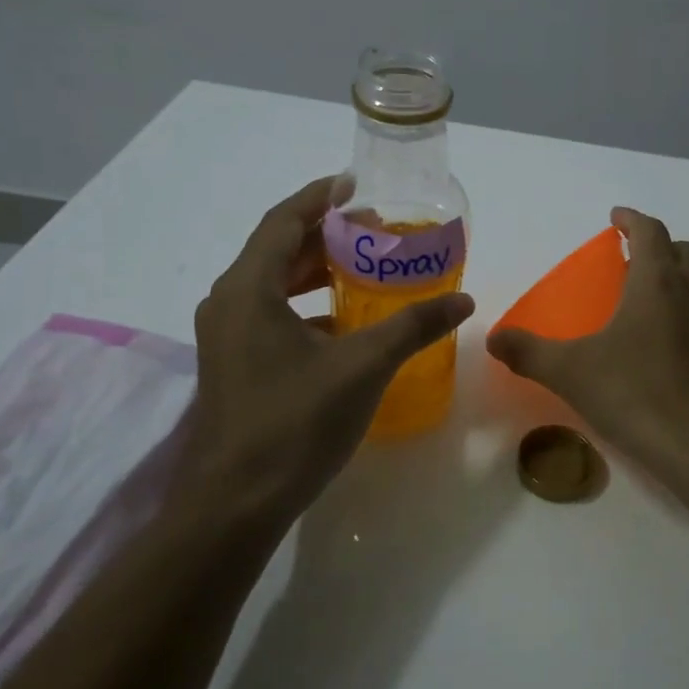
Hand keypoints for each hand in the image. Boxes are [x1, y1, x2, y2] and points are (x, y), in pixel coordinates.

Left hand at [174, 176, 475, 529]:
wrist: (235, 504)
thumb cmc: (294, 423)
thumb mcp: (362, 367)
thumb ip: (412, 327)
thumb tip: (463, 300)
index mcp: (248, 289)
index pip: (284, 221)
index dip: (320, 196)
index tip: (356, 184)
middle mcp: (228, 303)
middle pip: (276, 249)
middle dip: (324, 234)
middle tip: (373, 229)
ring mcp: (226, 337)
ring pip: (272, 285)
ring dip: (314, 271)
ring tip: (362, 268)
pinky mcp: (233, 365)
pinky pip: (270, 316)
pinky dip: (306, 307)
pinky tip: (343, 324)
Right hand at [485, 207, 688, 477]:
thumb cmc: (637, 394)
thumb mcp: (571, 372)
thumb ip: (528, 352)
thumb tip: (493, 339)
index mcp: (657, 283)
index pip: (650, 232)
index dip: (632, 219)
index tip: (615, 218)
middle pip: (681, 251)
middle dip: (656, 245)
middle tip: (628, 258)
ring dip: (675, 276)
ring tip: (643, 297)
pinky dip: (685, 311)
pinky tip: (661, 344)